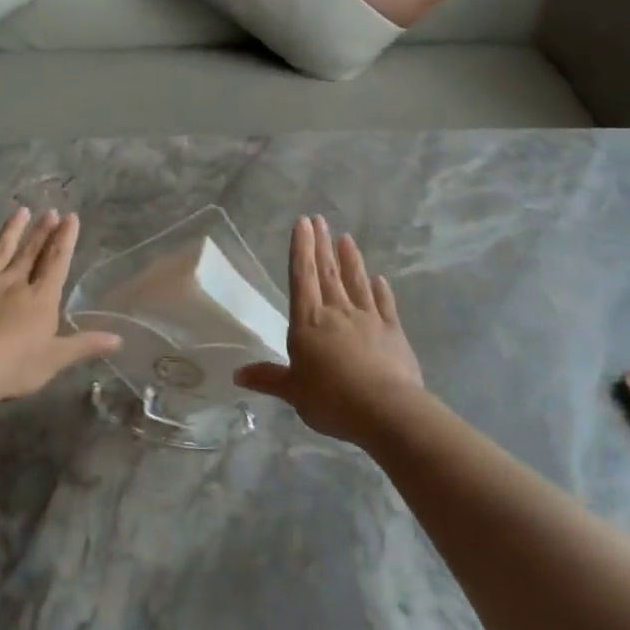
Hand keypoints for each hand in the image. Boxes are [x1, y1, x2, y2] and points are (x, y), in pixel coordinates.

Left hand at [0, 208, 121, 402]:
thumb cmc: (12, 368)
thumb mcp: (54, 360)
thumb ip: (84, 345)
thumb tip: (119, 339)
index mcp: (40, 298)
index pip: (56, 262)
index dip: (65, 239)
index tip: (71, 217)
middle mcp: (13, 282)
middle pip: (30, 252)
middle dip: (42, 231)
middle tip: (50, 211)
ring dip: (11, 231)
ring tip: (20, 211)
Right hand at [235, 216, 422, 444]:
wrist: (385, 410)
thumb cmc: (331, 399)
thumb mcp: (293, 392)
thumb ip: (268, 379)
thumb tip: (237, 374)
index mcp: (308, 323)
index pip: (302, 278)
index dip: (301, 249)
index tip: (302, 223)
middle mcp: (337, 313)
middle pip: (327, 273)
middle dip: (322, 245)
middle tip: (319, 219)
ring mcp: (368, 319)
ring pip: (356, 282)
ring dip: (350, 260)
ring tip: (346, 238)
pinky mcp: (393, 332)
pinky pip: (385, 305)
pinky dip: (381, 291)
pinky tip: (380, 279)